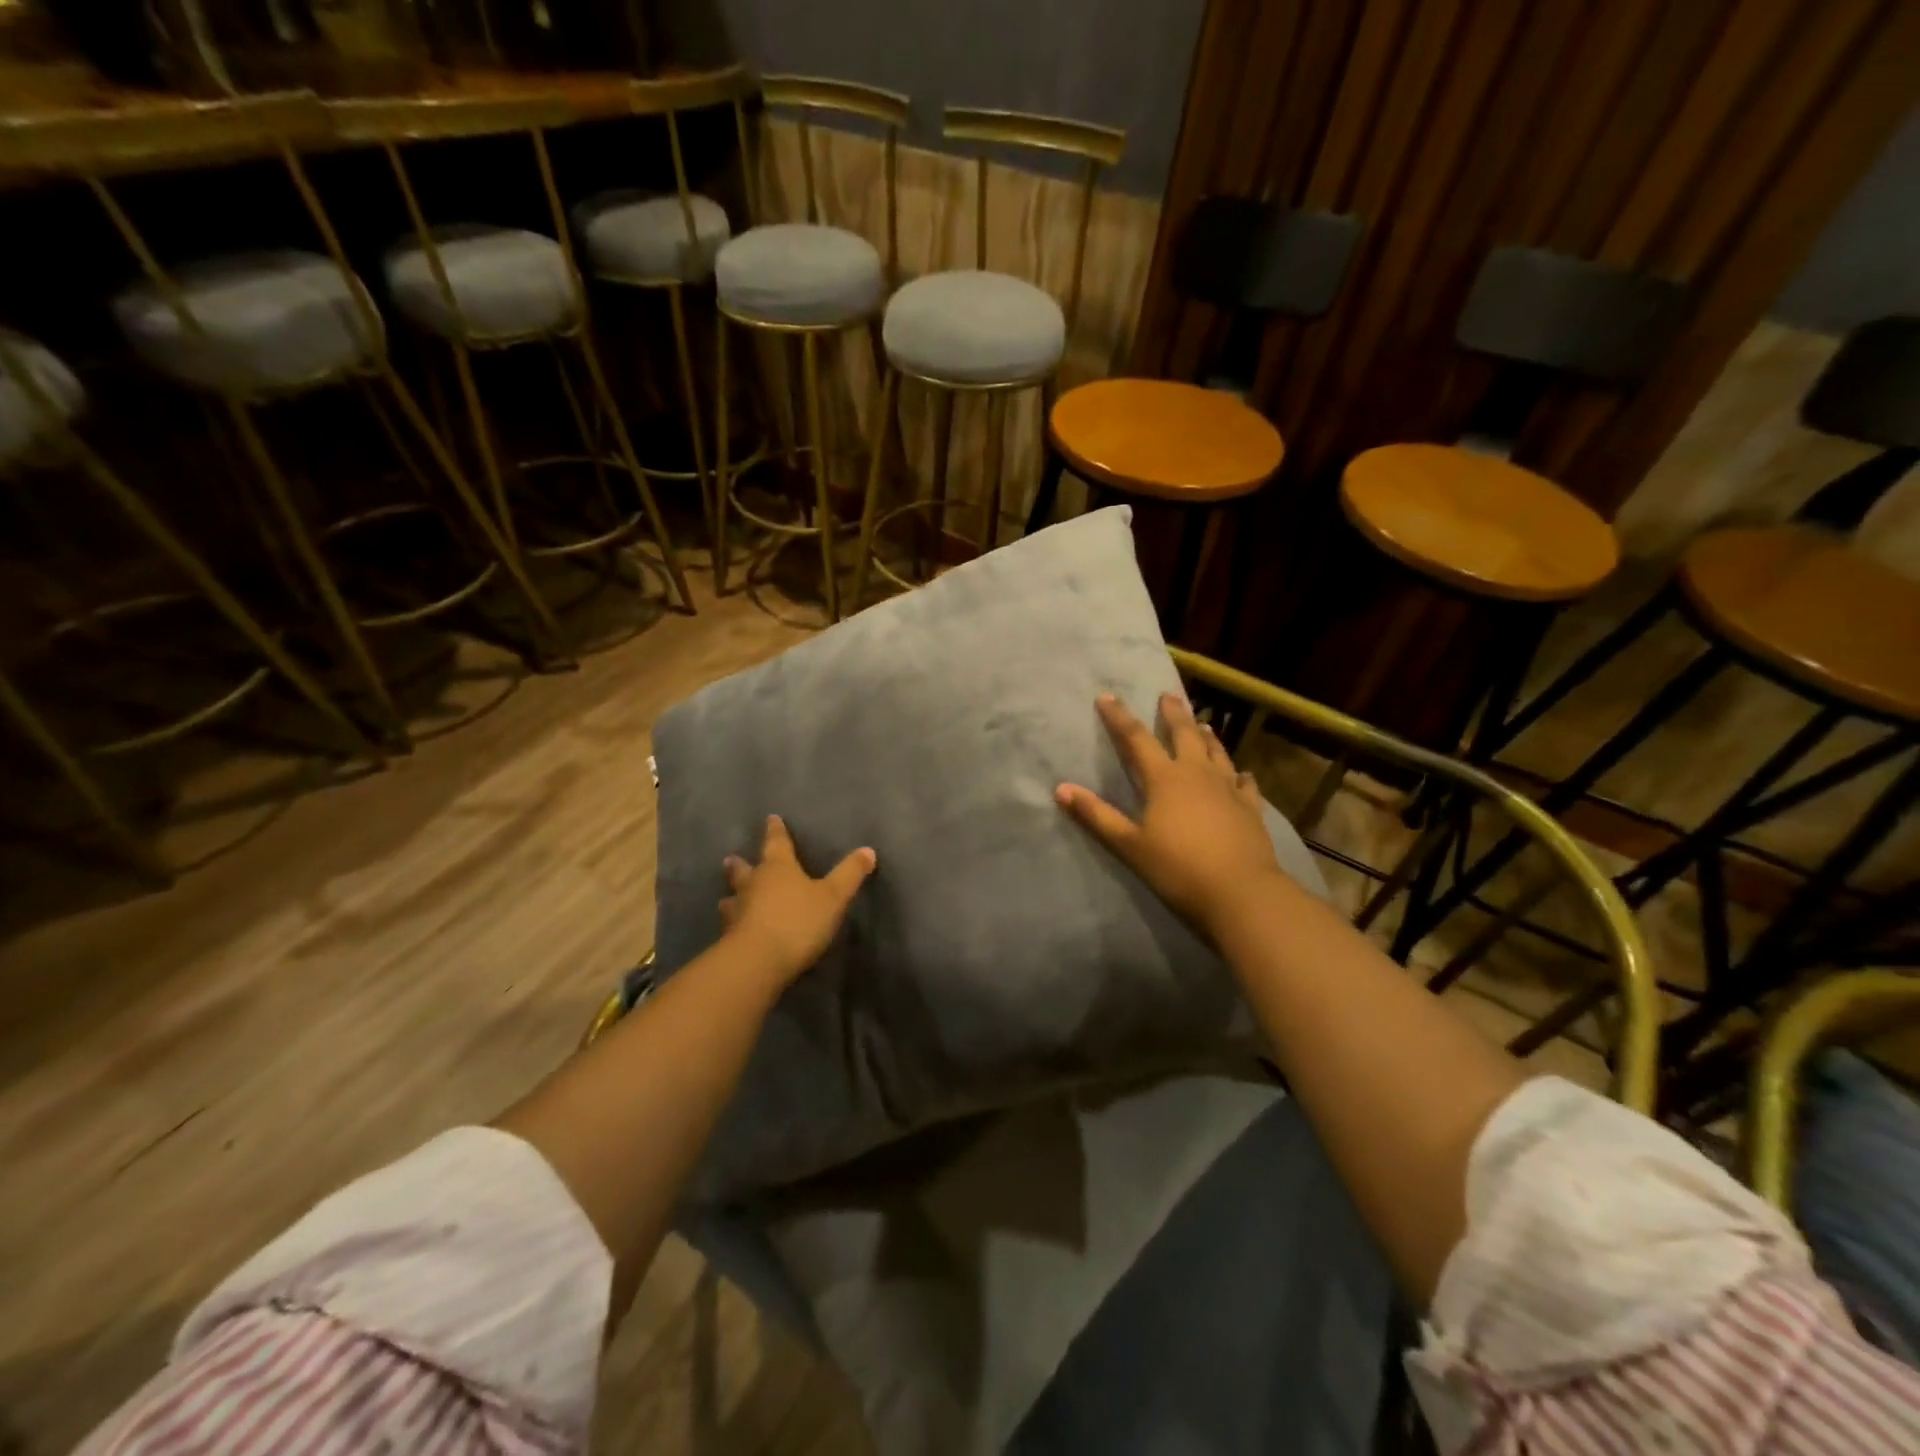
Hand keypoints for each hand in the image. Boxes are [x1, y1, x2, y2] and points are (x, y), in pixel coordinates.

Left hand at [719, 815, 876, 986]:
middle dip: (740, 864)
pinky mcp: (730, 938)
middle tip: (731, 858)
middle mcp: (754, 884)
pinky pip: (730, 925)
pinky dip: (733, 924)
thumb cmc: (798, 921)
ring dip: (732, 895)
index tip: (771, 818)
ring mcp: (738, 911)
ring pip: (732, 898)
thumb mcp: (833, 897)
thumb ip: (850, 874)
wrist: (758, 961)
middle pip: (744, 869)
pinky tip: (733, 930)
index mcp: (778, 868)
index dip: (776, 830)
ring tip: (728, 897)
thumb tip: (868, 850)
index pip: (777, 843)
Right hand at [1056, 693, 1283, 935]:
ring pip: (1216, 752)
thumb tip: (1061, 788)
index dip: (1119, 717)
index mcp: (1164, 779)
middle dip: (1173, 714)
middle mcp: (1197, 774)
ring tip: (1203, 724)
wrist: (1241, 892)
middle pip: (1184, 735)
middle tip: (1168, 695)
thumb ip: (1097, 815)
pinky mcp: (1250, 808)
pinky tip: (1242, 774)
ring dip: (1207, 737)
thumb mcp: (1129, 844)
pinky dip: (1240, 775)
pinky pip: (1245, 783)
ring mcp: (1228, 789)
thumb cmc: (1178, 868)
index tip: (1107, 697)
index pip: (1136, 739)